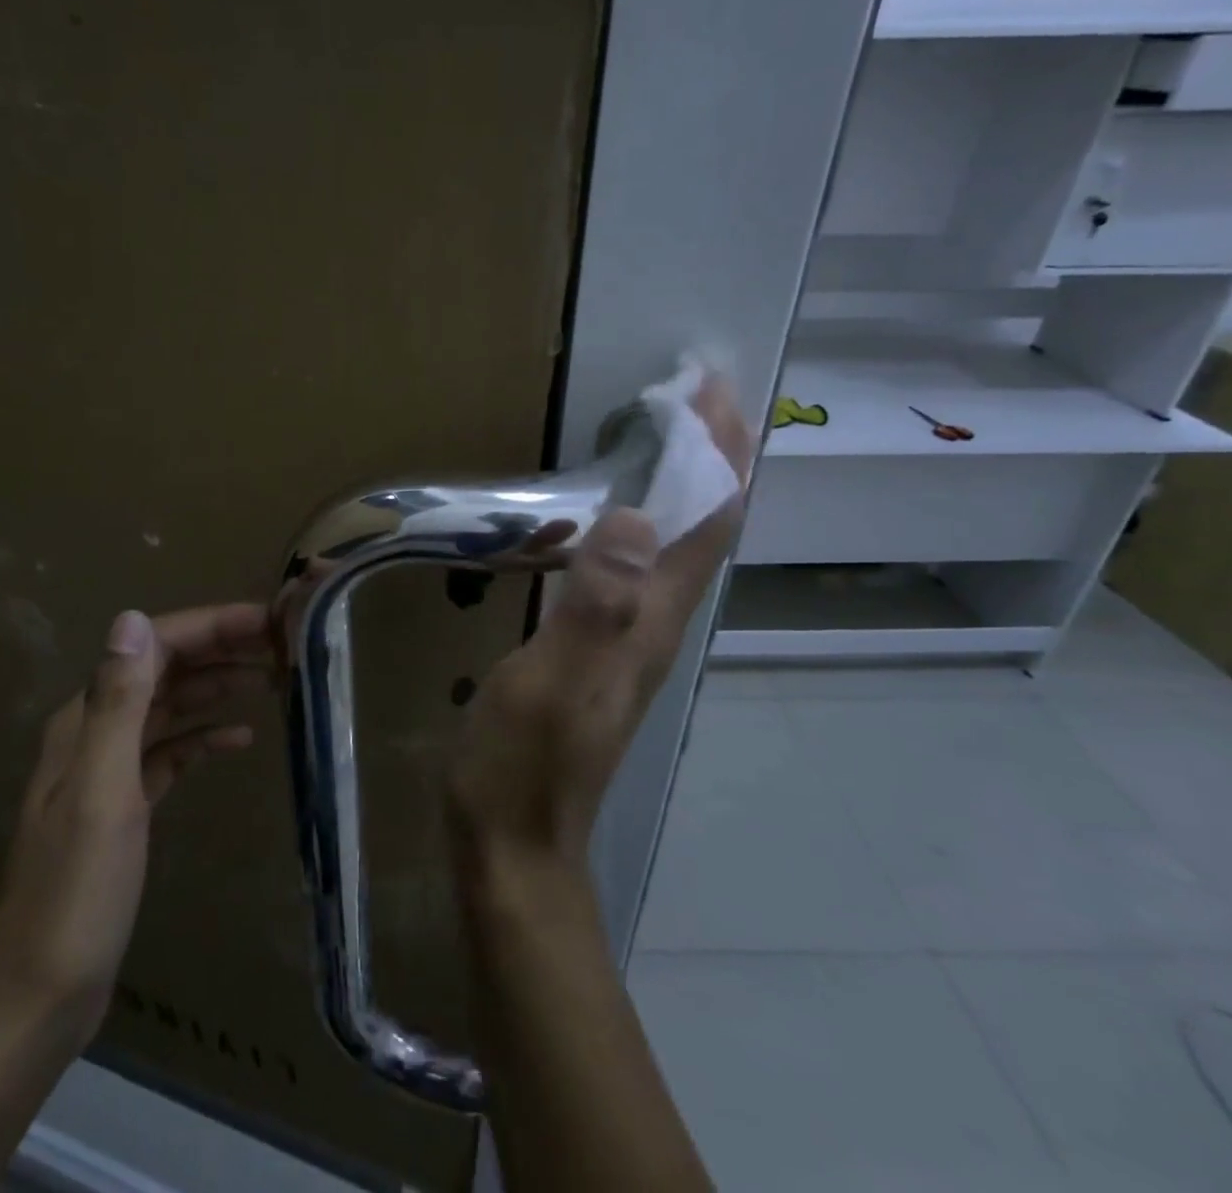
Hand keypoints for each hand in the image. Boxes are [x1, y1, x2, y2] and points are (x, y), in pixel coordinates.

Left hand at [0, 604, 268, 1048]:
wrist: (34, 1003)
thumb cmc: (73, 897)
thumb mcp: (101, 793)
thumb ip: (117, 704)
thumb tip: (133, 617)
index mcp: (86, 720)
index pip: (154, 645)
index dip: (211, 626)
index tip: (268, 621)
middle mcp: (95, 732)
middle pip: (165, 669)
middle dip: (221, 648)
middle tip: (284, 644)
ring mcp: (108, 771)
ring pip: (170, 707)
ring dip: (218, 686)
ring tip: (274, 679)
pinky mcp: (124, 807)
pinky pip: (170, 752)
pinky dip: (204, 737)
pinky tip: (240, 739)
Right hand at [445, 374, 752, 873]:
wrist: (515, 842)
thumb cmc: (523, 762)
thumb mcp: (549, 683)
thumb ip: (595, 606)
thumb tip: (637, 518)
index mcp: (649, 622)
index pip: (706, 522)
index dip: (716, 454)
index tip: (709, 388)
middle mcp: (655, 623)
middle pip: (704, 526)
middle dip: (709, 455)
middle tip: (691, 392)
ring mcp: (629, 638)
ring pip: (676, 544)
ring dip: (680, 484)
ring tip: (662, 432)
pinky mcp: (600, 647)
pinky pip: (638, 565)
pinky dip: (643, 519)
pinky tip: (612, 510)